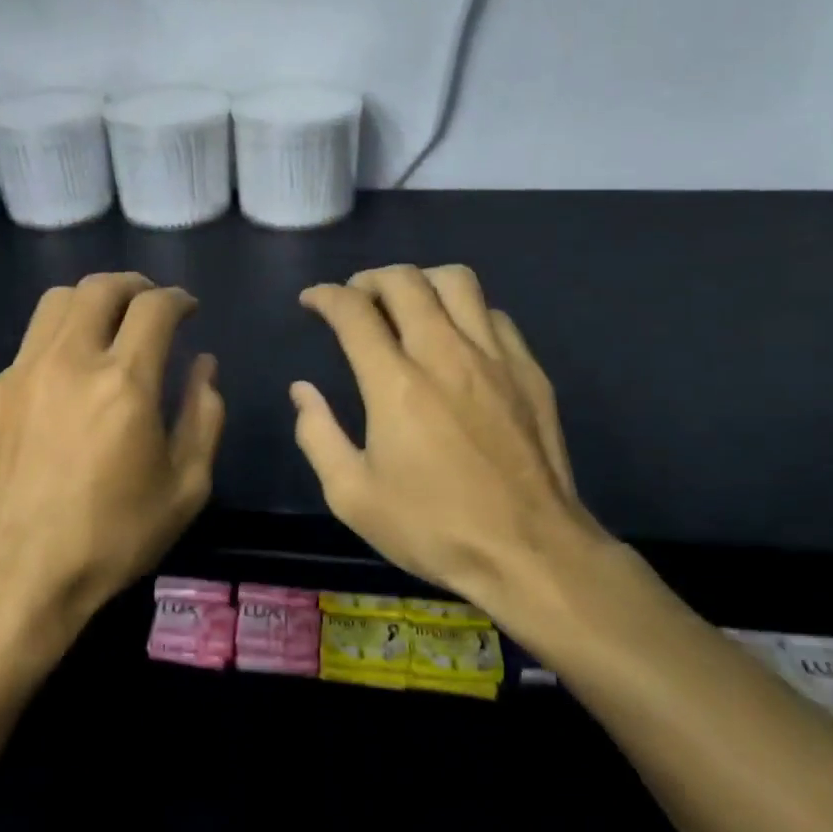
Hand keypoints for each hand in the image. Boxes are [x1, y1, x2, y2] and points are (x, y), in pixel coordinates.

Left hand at [0, 273, 224, 659]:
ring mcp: (18, 374)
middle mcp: (68, 361)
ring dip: (89, 304)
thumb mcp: (186, 487)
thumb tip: (204, 366)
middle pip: (100, 287)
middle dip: (133, 286)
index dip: (178, 299)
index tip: (187, 309)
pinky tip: (58, 393)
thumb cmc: (112, 539)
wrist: (15, 578)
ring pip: (54, 305)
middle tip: (148, 304)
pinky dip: (52, 354)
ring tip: (104, 328)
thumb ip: (204, 416)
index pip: (155, 307)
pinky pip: (25, 353)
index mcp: (124, 382)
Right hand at [292, 264, 638, 634]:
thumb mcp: (352, 496)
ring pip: (457, 282)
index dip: (325, 296)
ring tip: (406, 305)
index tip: (312, 301)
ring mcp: (494, 358)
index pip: (353, 311)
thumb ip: (317, 435)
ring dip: (421, 282)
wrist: (529, 552)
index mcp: (395, 382)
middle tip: (355, 299)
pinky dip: (465, 311)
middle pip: (405, 281)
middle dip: (369, 279)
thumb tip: (302, 391)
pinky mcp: (530, 372)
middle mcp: (444, 353)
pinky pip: (494, 315)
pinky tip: (457, 338)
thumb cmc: (432, 527)